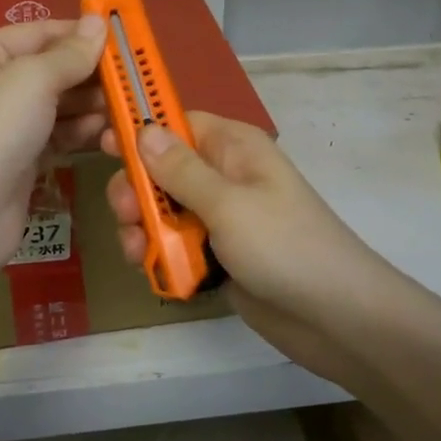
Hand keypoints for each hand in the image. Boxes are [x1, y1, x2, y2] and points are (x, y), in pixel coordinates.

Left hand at [0, 16, 107, 296]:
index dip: (81, 34)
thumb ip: (70, 53)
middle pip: (51, 68)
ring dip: (91, 104)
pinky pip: (57, 134)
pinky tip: (106, 132)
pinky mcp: (19, 158)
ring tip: (125, 107)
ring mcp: (4, 124)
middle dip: (90, 74)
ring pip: (57, 103)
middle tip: (133, 79)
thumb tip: (98, 22)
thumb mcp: (31, 80)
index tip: (126, 39)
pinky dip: (80, 131)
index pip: (40, 32)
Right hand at [104, 112, 397, 384]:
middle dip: (137, 190)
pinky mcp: (218, 255)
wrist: (336, 318)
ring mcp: (221, 218)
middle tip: (125, 213)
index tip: (104, 145)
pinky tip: (153, 270)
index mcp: (234, 149)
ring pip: (164, 210)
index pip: (177, 122)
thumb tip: (144, 129)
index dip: (141, 131)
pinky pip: (175, 244)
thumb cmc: (284, 247)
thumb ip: (181, 170)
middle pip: (162, 169)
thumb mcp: (228, 204)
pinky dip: (160, 254)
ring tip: (138, 253)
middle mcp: (225, 176)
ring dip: (143, 227)